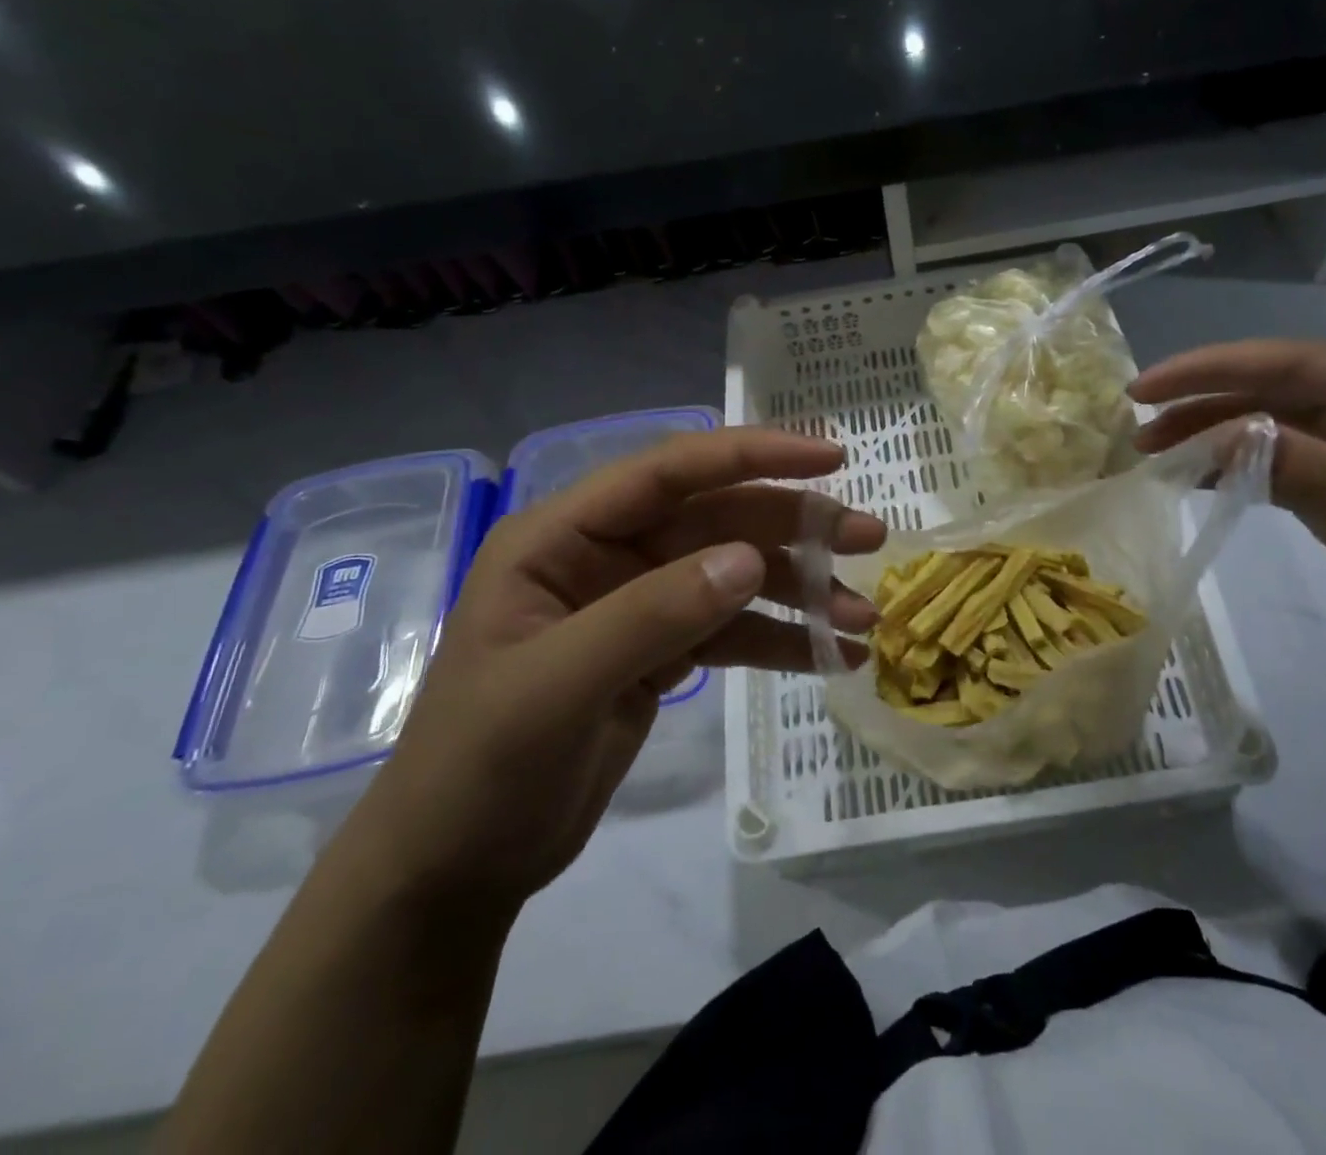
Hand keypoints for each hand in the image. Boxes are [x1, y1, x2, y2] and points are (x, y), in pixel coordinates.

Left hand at [343, 429, 884, 913]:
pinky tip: (833, 656)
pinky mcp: (662, 651)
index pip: (669, 471)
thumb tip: (749, 559)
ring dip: (800, 592)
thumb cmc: (479, 768)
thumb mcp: (556, 688)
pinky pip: (733, 630)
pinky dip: (782, 640)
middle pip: (717, 519)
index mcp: (564, 536)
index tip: (829, 456)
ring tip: (862, 618)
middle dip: (795, 528)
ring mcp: (639, 604)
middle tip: (871, 537)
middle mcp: (607, 555)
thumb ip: (651, 616)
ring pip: (735, 575)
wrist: (455, 870)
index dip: (751, 454)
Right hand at [1130, 341, 1325, 703]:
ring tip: (1151, 449)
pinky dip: (1232, 467)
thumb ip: (1303, 467)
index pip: (1286, 364)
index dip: (1209, 370)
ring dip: (1210, 434)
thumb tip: (1216, 435)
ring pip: (1266, 425)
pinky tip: (1193, 475)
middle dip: (1201, 402)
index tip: (1145, 387)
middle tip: (1137, 425)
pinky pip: (1276, 463)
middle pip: (1269, 390)